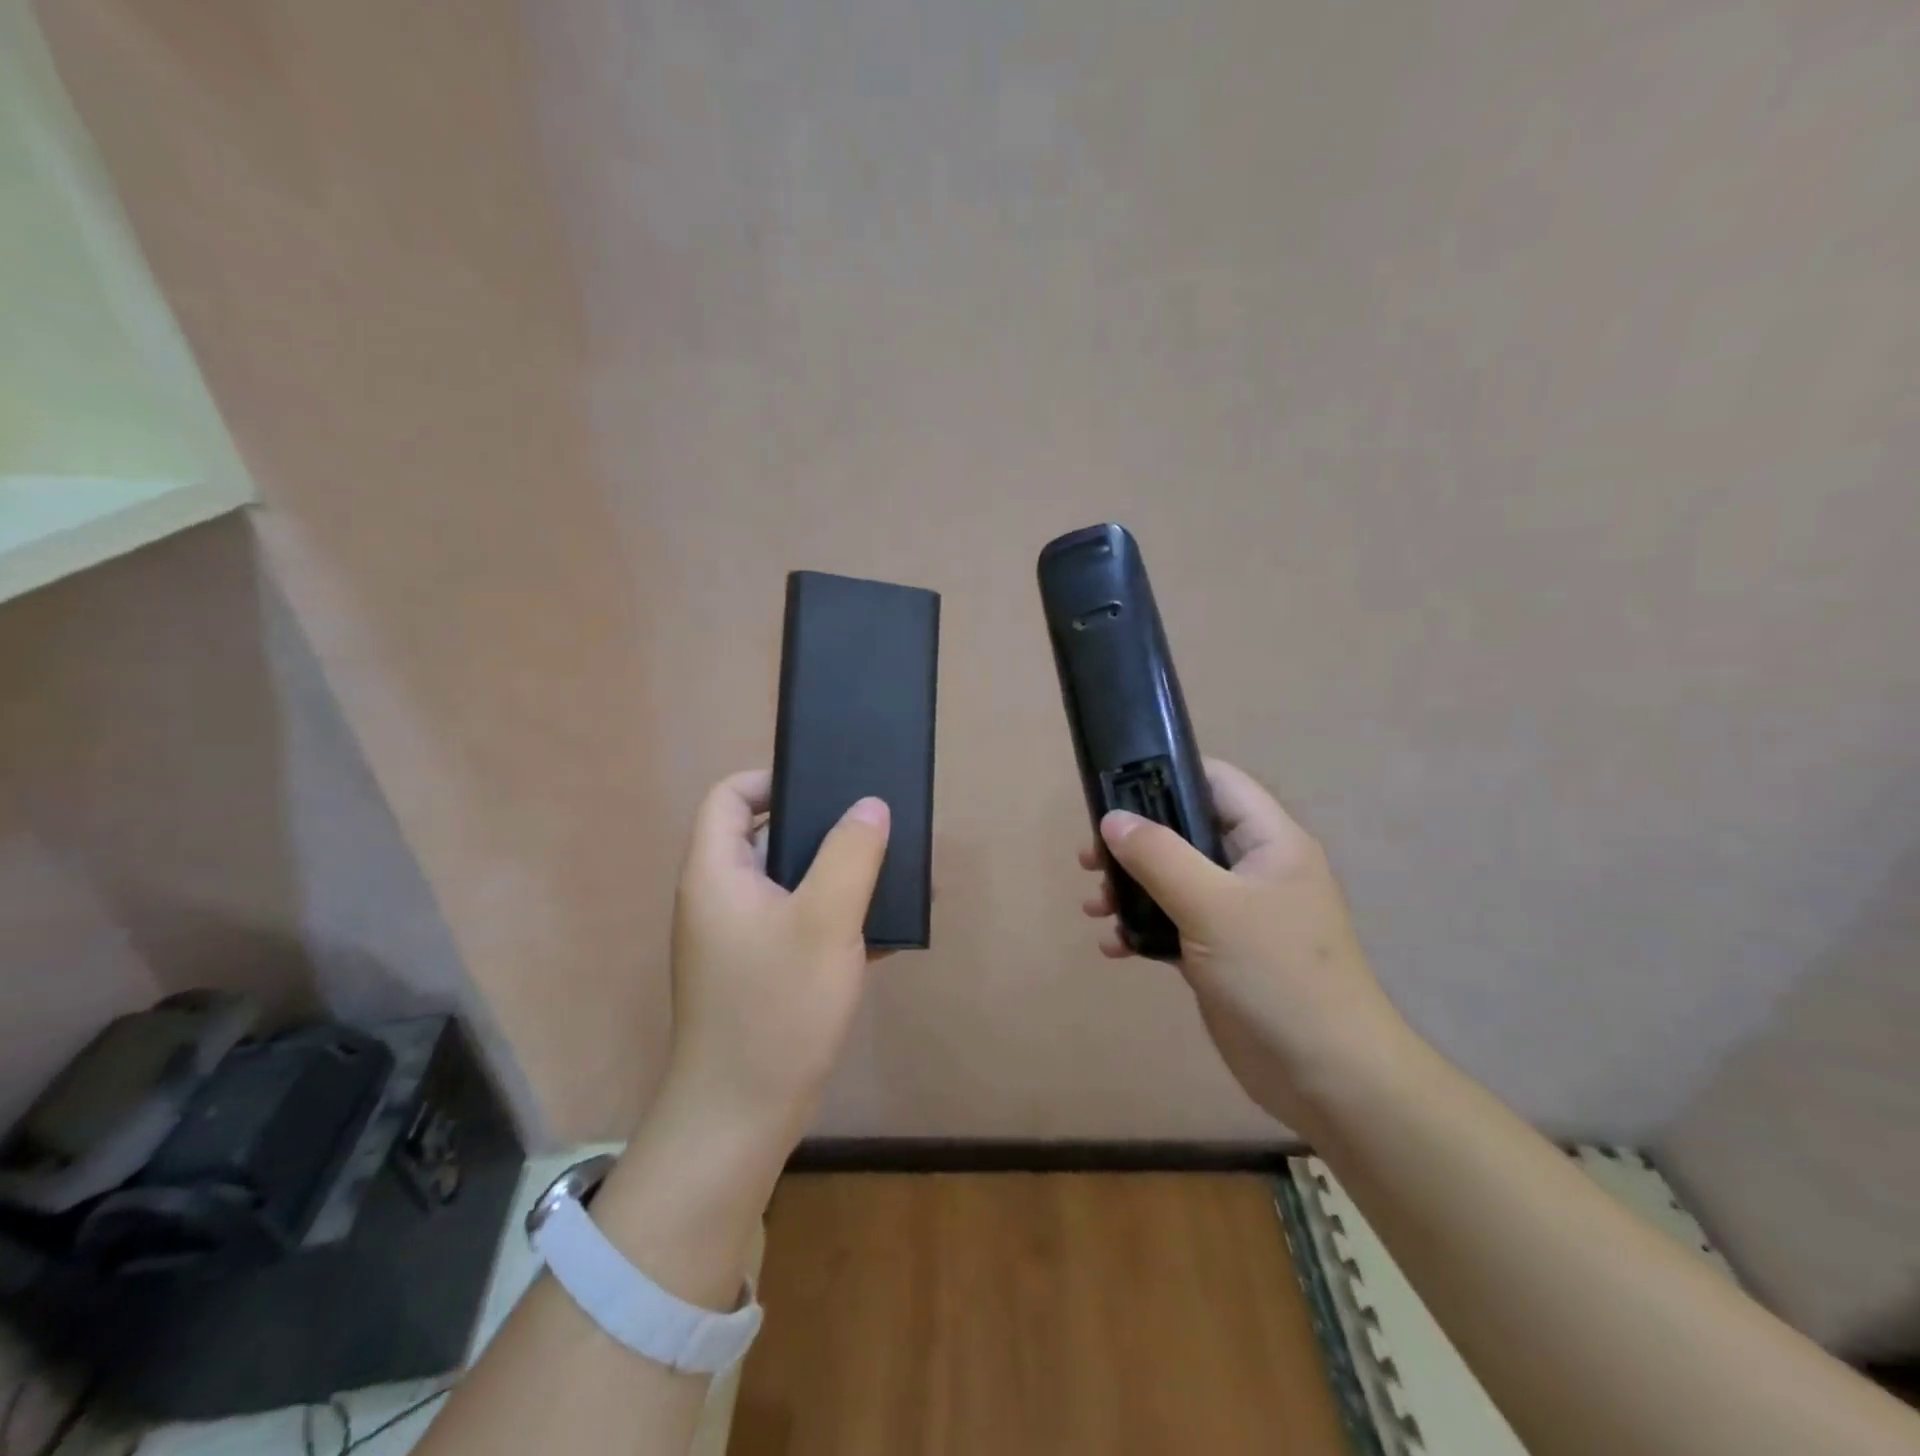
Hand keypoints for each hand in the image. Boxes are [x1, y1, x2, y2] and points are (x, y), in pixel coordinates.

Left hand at [662, 769, 889, 1145]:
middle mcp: (721, 899)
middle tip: (874, 829)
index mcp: (717, 874)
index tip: (827, 788)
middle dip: (823, 829)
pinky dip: (838, 919)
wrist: (742, 1119)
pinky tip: (888, 930)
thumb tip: (871, 806)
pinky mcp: (762, 973)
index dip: (772, 780)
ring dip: (840, 877)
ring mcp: (741, 939)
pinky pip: (802, 925)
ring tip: (894, 876)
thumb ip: (851, 855)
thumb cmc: (776, 1008)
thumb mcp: (824, 921)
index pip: (730, 797)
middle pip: (766, 837)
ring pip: (792, 884)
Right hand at [1080, 758, 1405, 1129]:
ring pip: (1173, 880)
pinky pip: (1173, 924)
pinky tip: (1115, 946)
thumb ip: (1159, 856)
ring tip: (1094, 905)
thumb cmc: (1276, 974)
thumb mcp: (1212, 905)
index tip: (1114, 788)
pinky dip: (1142, 928)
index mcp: (1269, 842)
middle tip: (1090, 859)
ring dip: (1130, 888)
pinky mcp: (1221, 953)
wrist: (1326, 1076)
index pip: (1217, 782)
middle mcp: (1253, 869)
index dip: (1168, 775)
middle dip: (1134, 842)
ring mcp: (1237, 913)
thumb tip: (1112, 819)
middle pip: (1185, 831)